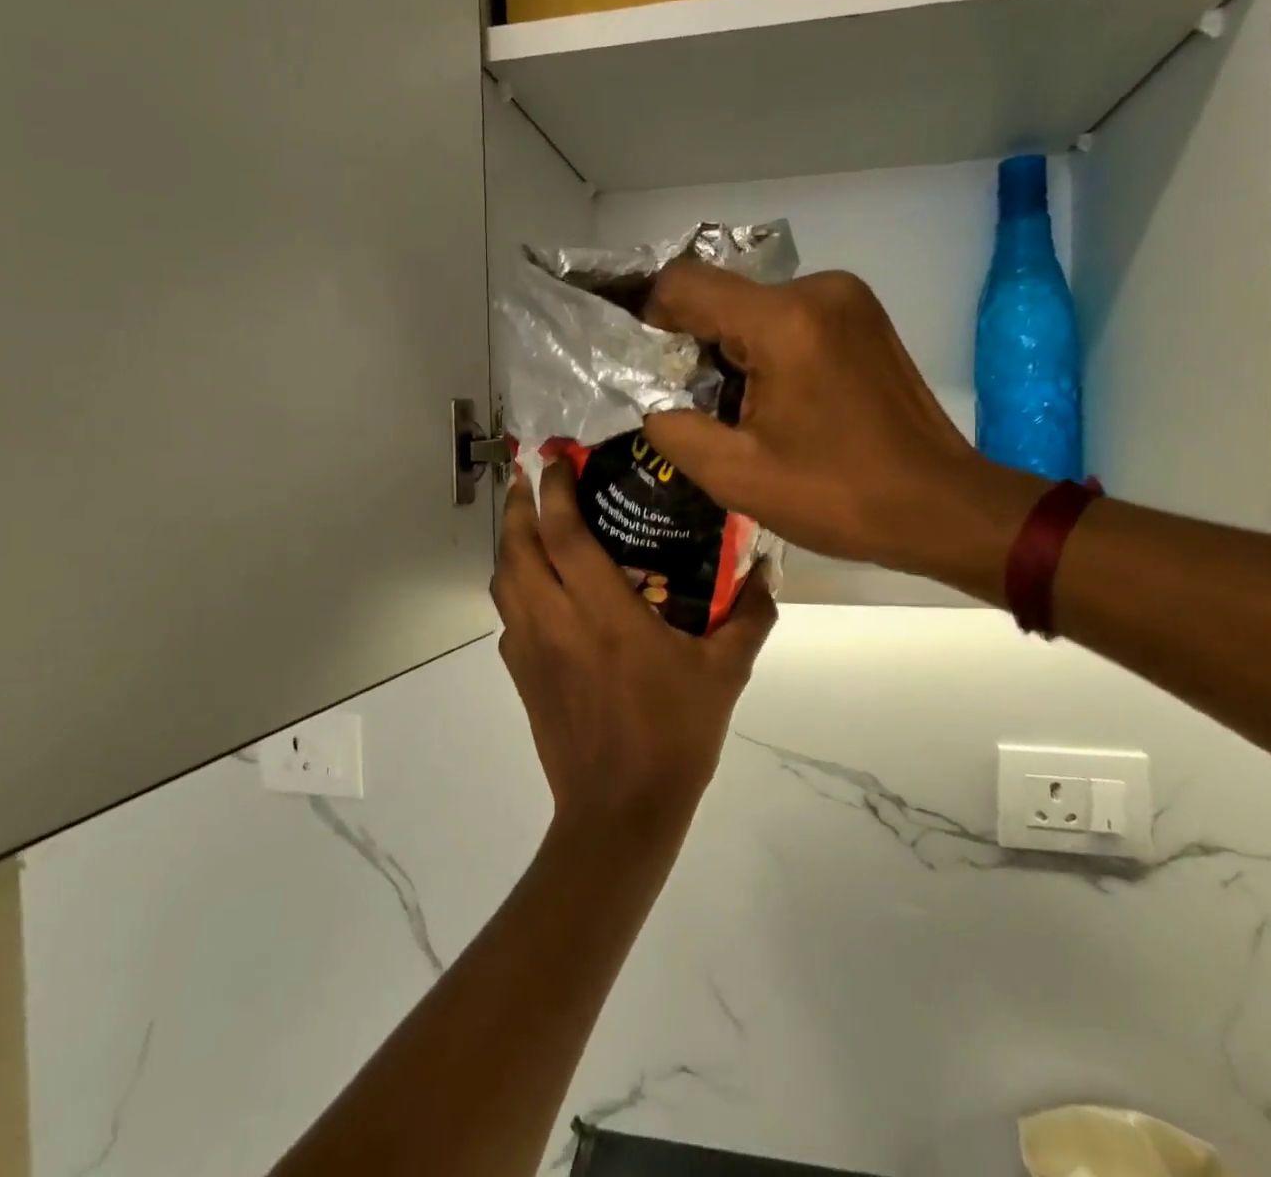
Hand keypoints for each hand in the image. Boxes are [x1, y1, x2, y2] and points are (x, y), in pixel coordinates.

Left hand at [490, 459, 776, 840]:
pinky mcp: (521, 675)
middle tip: (534, 478)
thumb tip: (767, 569)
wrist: (619, 813)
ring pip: (503, 580)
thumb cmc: (674, 737)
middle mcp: (555, 622)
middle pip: (517, 548)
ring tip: (531, 522)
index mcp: (603, 614)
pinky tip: (540, 588)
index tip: (557, 458)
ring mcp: (529, 650)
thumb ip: (749, 616)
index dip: (555, 490)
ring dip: (511, 543)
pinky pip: (508, 614)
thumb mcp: (724, 674)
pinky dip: (515, 585)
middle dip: (520, 505)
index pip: (563, 534)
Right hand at [642, 261, 1043, 599]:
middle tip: (701, 408)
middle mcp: (817, 289)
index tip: (653, 372)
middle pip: (722, 297)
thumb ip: (673, 429)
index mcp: (784, 320)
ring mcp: (849, 298)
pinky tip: (785, 403)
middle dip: (696, 347)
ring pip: (755, 308)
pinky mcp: (865, 317)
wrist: (941, 506)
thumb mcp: (736, 476)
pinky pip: (791, 318)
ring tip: (746, 414)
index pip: (684, 284)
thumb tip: (654, 403)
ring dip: (735, 352)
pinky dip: (770, 350)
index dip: (652, 321)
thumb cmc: (839, 496)